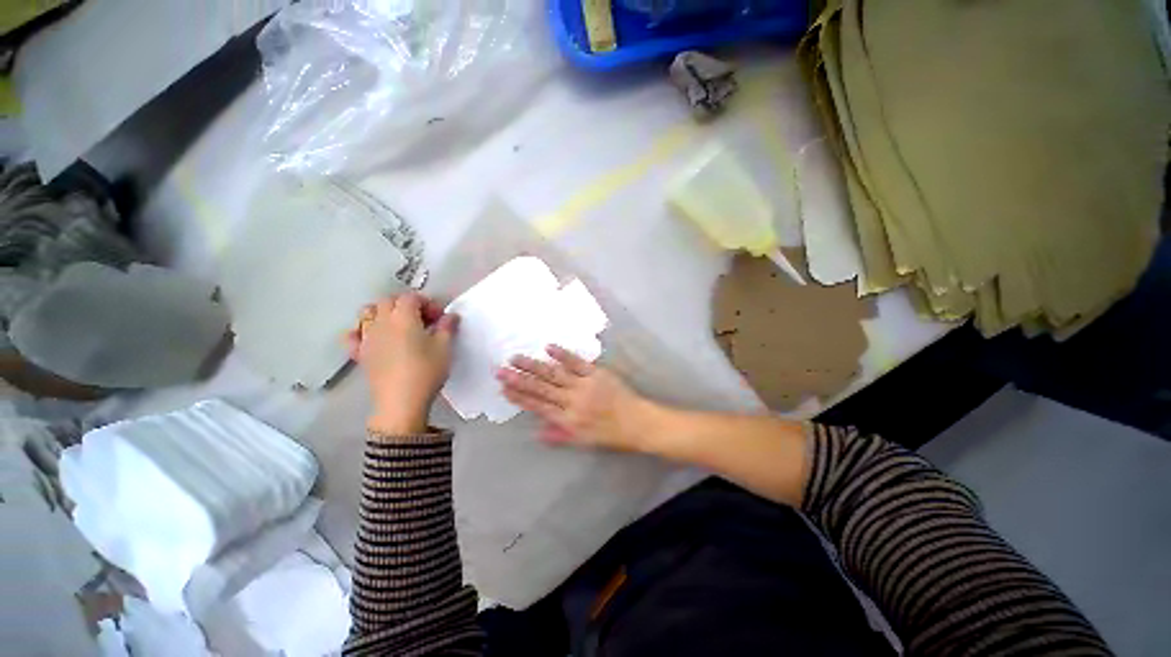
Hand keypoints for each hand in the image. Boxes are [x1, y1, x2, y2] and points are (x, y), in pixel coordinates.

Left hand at [345, 293, 459, 434]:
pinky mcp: (360, 353)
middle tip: (423, 320)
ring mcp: (367, 337)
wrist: (401, 401)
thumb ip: (447, 327)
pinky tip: (373, 337)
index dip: (427, 302)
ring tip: (399, 325)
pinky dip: (361, 330)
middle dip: (406, 304)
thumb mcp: (444, 347)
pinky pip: (353, 334)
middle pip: (388, 301)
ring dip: (383, 312)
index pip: (411, 297)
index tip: (439, 317)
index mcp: (403, 317)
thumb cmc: (426, 371)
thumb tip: (451, 316)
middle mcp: (381, 322)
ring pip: (367, 312)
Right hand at [497, 345, 654, 450]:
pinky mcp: (597, 374)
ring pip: (554, 374)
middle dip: (519, 379)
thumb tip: (537, 434)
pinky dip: (563, 355)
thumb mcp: (584, 442)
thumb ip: (560, 436)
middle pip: (541, 389)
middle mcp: (572, 402)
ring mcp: (584, 386)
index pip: (538, 407)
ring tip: (515, 358)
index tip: (504, 389)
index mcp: (568, 420)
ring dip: (534, 366)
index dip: (520, 397)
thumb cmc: (611, 434)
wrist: (638, 423)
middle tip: (500, 370)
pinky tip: (548, 347)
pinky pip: (577, 363)